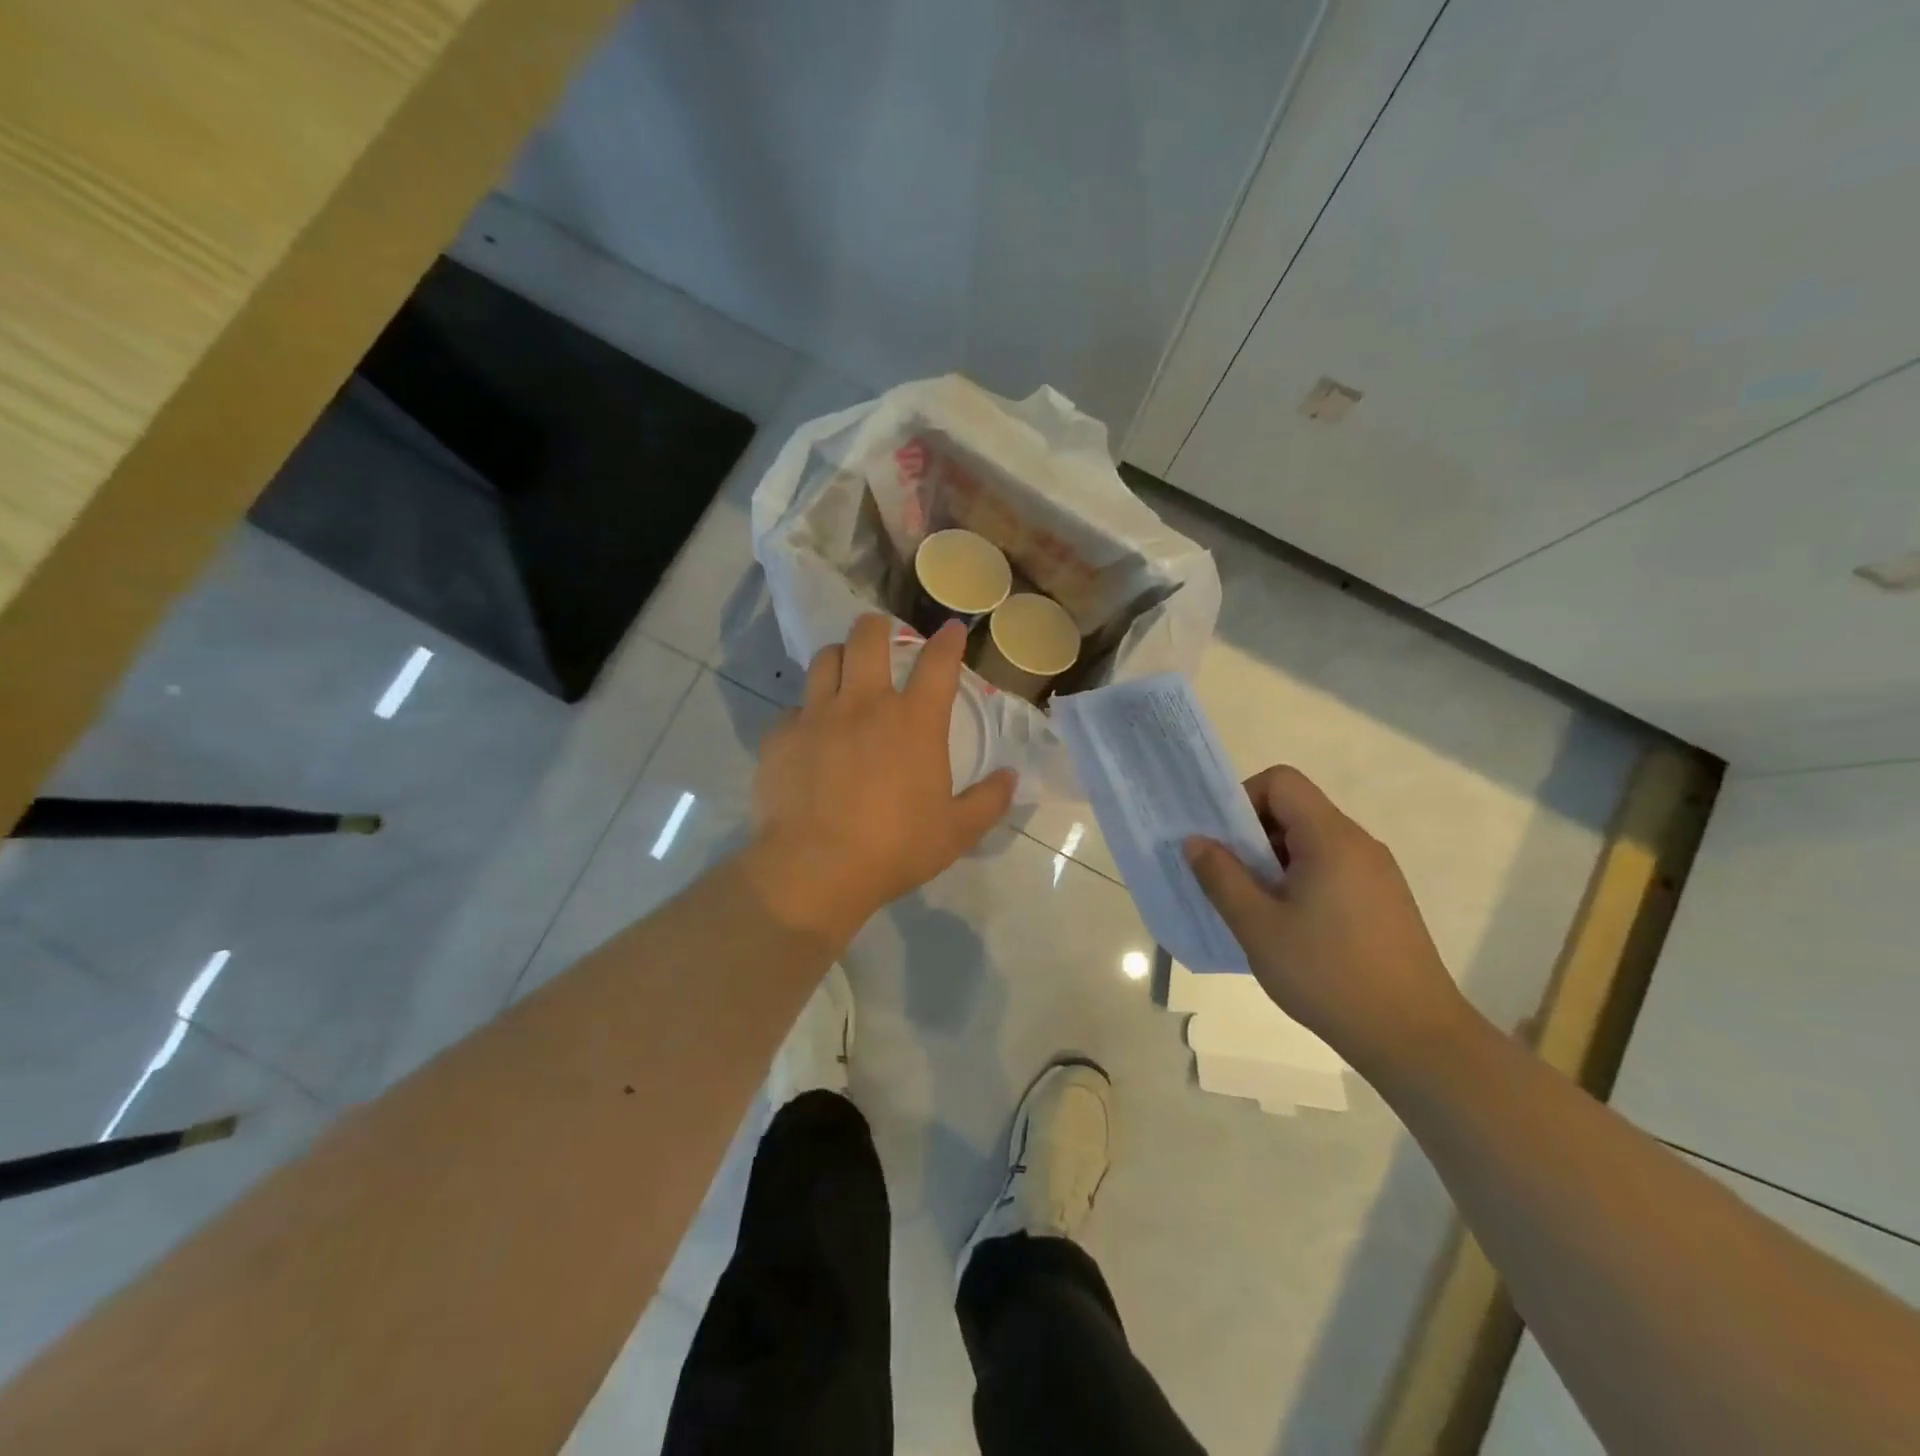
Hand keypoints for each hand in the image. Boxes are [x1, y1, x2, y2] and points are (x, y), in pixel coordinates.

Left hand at [742, 613, 1015, 942]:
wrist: (816, 868)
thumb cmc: (895, 848)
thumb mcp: (956, 832)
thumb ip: (988, 801)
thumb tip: (1010, 777)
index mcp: (914, 721)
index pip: (938, 663)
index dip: (948, 641)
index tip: (952, 629)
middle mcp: (865, 704)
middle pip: (868, 637)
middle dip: (877, 626)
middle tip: (881, 632)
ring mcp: (818, 715)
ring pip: (825, 659)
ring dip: (839, 657)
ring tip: (844, 669)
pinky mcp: (782, 736)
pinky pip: (794, 708)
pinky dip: (806, 712)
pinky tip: (810, 733)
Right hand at [1185, 766, 1470, 1071]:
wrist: (1415, 1039)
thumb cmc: (1328, 975)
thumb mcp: (1258, 926)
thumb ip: (1221, 876)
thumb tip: (1196, 841)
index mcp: (1331, 838)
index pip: (1282, 782)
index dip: (1243, 799)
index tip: (1222, 841)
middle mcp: (1359, 844)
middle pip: (1296, 810)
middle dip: (1252, 835)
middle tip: (1227, 878)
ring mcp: (1377, 874)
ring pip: (1311, 843)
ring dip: (1274, 862)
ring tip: (1253, 908)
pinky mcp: (1384, 901)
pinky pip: (1331, 870)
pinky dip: (1299, 881)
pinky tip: (1288, 928)